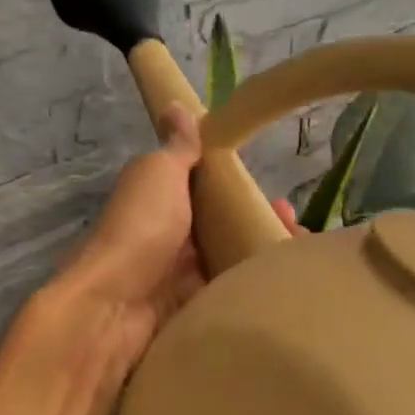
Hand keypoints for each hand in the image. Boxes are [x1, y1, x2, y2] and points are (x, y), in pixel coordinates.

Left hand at [55, 104, 298, 370]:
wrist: (114, 306)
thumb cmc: (140, 228)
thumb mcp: (159, 174)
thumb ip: (177, 147)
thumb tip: (176, 104)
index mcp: (164, 201)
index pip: (211, 193)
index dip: (245, 193)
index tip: (280, 198)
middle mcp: (175, 238)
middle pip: (227, 230)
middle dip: (262, 228)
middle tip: (297, 232)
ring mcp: (183, 277)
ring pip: (233, 263)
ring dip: (264, 259)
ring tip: (300, 262)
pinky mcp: (194, 309)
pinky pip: (230, 296)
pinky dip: (255, 291)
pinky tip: (284, 288)